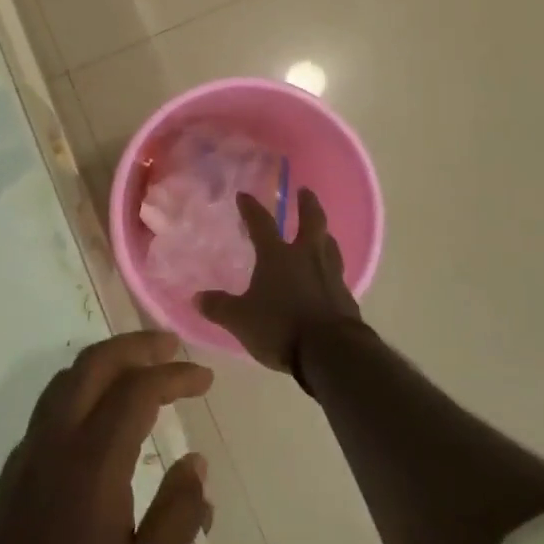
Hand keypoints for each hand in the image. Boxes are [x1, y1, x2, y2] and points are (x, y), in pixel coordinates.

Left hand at [0, 332, 213, 543]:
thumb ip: (177, 516)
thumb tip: (196, 461)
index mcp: (90, 463)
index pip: (136, 390)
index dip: (174, 376)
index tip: (205, 377)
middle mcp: (52, 445)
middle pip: (92, 365)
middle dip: (134, 347)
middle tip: (171, 346)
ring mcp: (23, 460)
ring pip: (64, 383)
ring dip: (104, 364)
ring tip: (139, 371)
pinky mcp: (7, 482)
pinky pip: (48, 411)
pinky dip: (80, 392)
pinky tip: (98, 422)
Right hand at [196, 188, 362, 375]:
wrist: (331, 352)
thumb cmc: (281, 327)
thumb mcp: (241, 320)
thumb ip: (220, 307)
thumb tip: (197, 297)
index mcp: (278, 256)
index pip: (261, 223)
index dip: (251, 208)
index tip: (244, 195)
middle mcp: (307, 257)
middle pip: (311, 221)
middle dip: (307, 204)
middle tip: (305, 191)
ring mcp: (331, 275)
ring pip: (330, 245)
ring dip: (324, 235)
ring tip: (322, 232)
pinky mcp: (346, 297)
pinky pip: (337, 273)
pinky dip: (331, 268)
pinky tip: (329, 276)